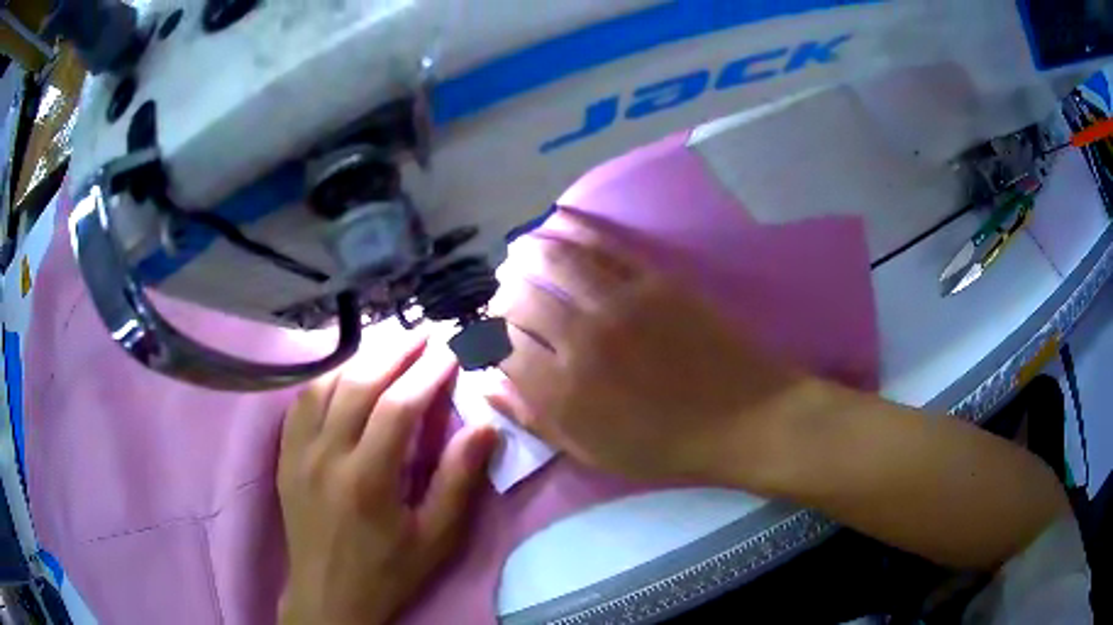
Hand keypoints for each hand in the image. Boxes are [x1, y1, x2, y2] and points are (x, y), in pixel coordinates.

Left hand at [278, 336, 497, 624]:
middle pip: (359, 384)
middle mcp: (325, 456)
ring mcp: (298, 452)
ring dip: (361, 358)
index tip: (451, 350)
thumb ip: (458, 481)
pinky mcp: (285, 455)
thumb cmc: (388, 571)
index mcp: (367, 480)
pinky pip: (302, 401)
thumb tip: (484, 427)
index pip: (398, 406)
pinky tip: (346, 373)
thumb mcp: (435, 538)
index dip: (428, 372)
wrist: (328, 595)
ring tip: (390, 346)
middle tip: (424, 335)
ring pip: (326, 384)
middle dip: (396, 352)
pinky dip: (327, 378)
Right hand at [490, 209, 809, 485]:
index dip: (485, 337)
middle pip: (519, 301)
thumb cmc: (667, 446)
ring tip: (515, 253)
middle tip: (501, 298)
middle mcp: (581, 340)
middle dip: (500, 297)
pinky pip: (601, 246)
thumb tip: (487, 386)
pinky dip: (570, 232)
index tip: (485, 335)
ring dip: (525, 254)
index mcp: (564, 391)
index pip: (501, 348)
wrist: (744, 417)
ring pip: (553, 263)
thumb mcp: (592, 452)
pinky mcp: (653, 279)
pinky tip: (554, 227)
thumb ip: (536, 419)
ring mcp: (619, 303)